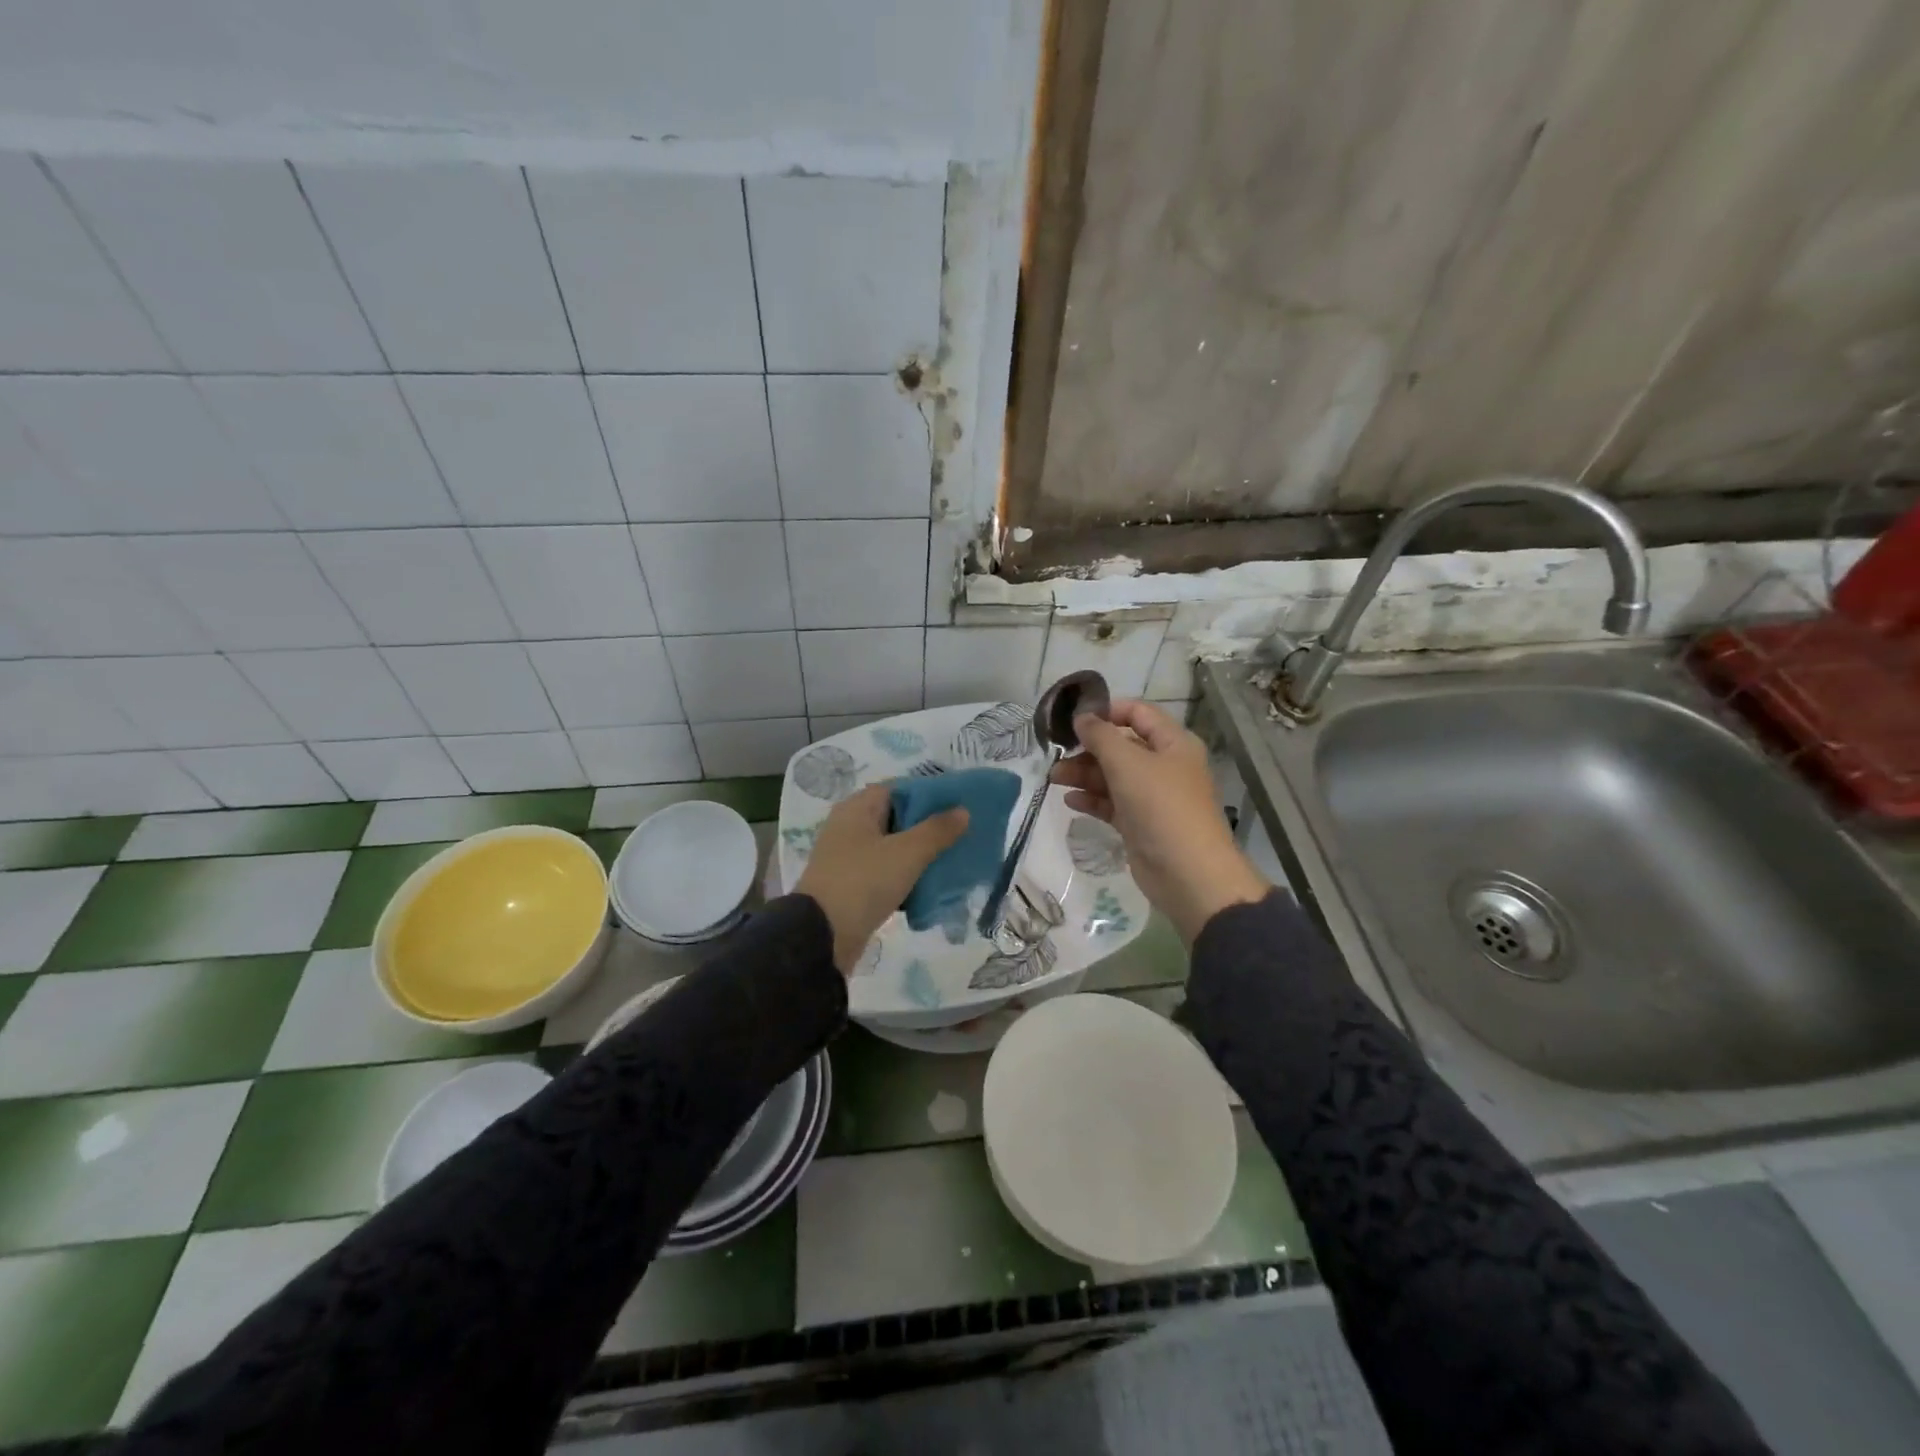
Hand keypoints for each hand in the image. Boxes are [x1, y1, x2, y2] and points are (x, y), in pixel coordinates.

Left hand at [794, 784, 968, 973]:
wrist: (821, 936)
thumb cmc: (863, 882)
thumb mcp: (907, 853)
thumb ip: (937, 830)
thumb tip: (963, 810)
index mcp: (857, 808)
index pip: (898, 789)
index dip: (929, 795)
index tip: (958, 807)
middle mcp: (849, 827)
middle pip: (896, 818)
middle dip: (928, 827)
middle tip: (960, 836)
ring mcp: (848, 858)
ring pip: (892, 848)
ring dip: (918, 855)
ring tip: (951, 862)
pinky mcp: (850, 886)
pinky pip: (884, 873)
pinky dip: (905, 877)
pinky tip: (929, 888)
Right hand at [1051, 700, 1268, 942]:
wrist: (1188, 873)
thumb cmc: (1161, 806)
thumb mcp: (1127, 763)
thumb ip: (1100, 736)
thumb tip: (1081, 717)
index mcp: (1173, 743)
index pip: (1138, 713)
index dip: (1107, 711)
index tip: (1074, 719)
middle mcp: (1165, 766)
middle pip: (1122, 746)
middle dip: (1088, 748)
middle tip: (1056, 754)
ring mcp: (1153, 797)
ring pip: (1114, 776)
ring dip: (1084, 774)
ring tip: (1055, 778)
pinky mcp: (1141, 824)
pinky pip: (1113, 804)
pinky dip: (1092, 799)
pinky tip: (1070, 800)